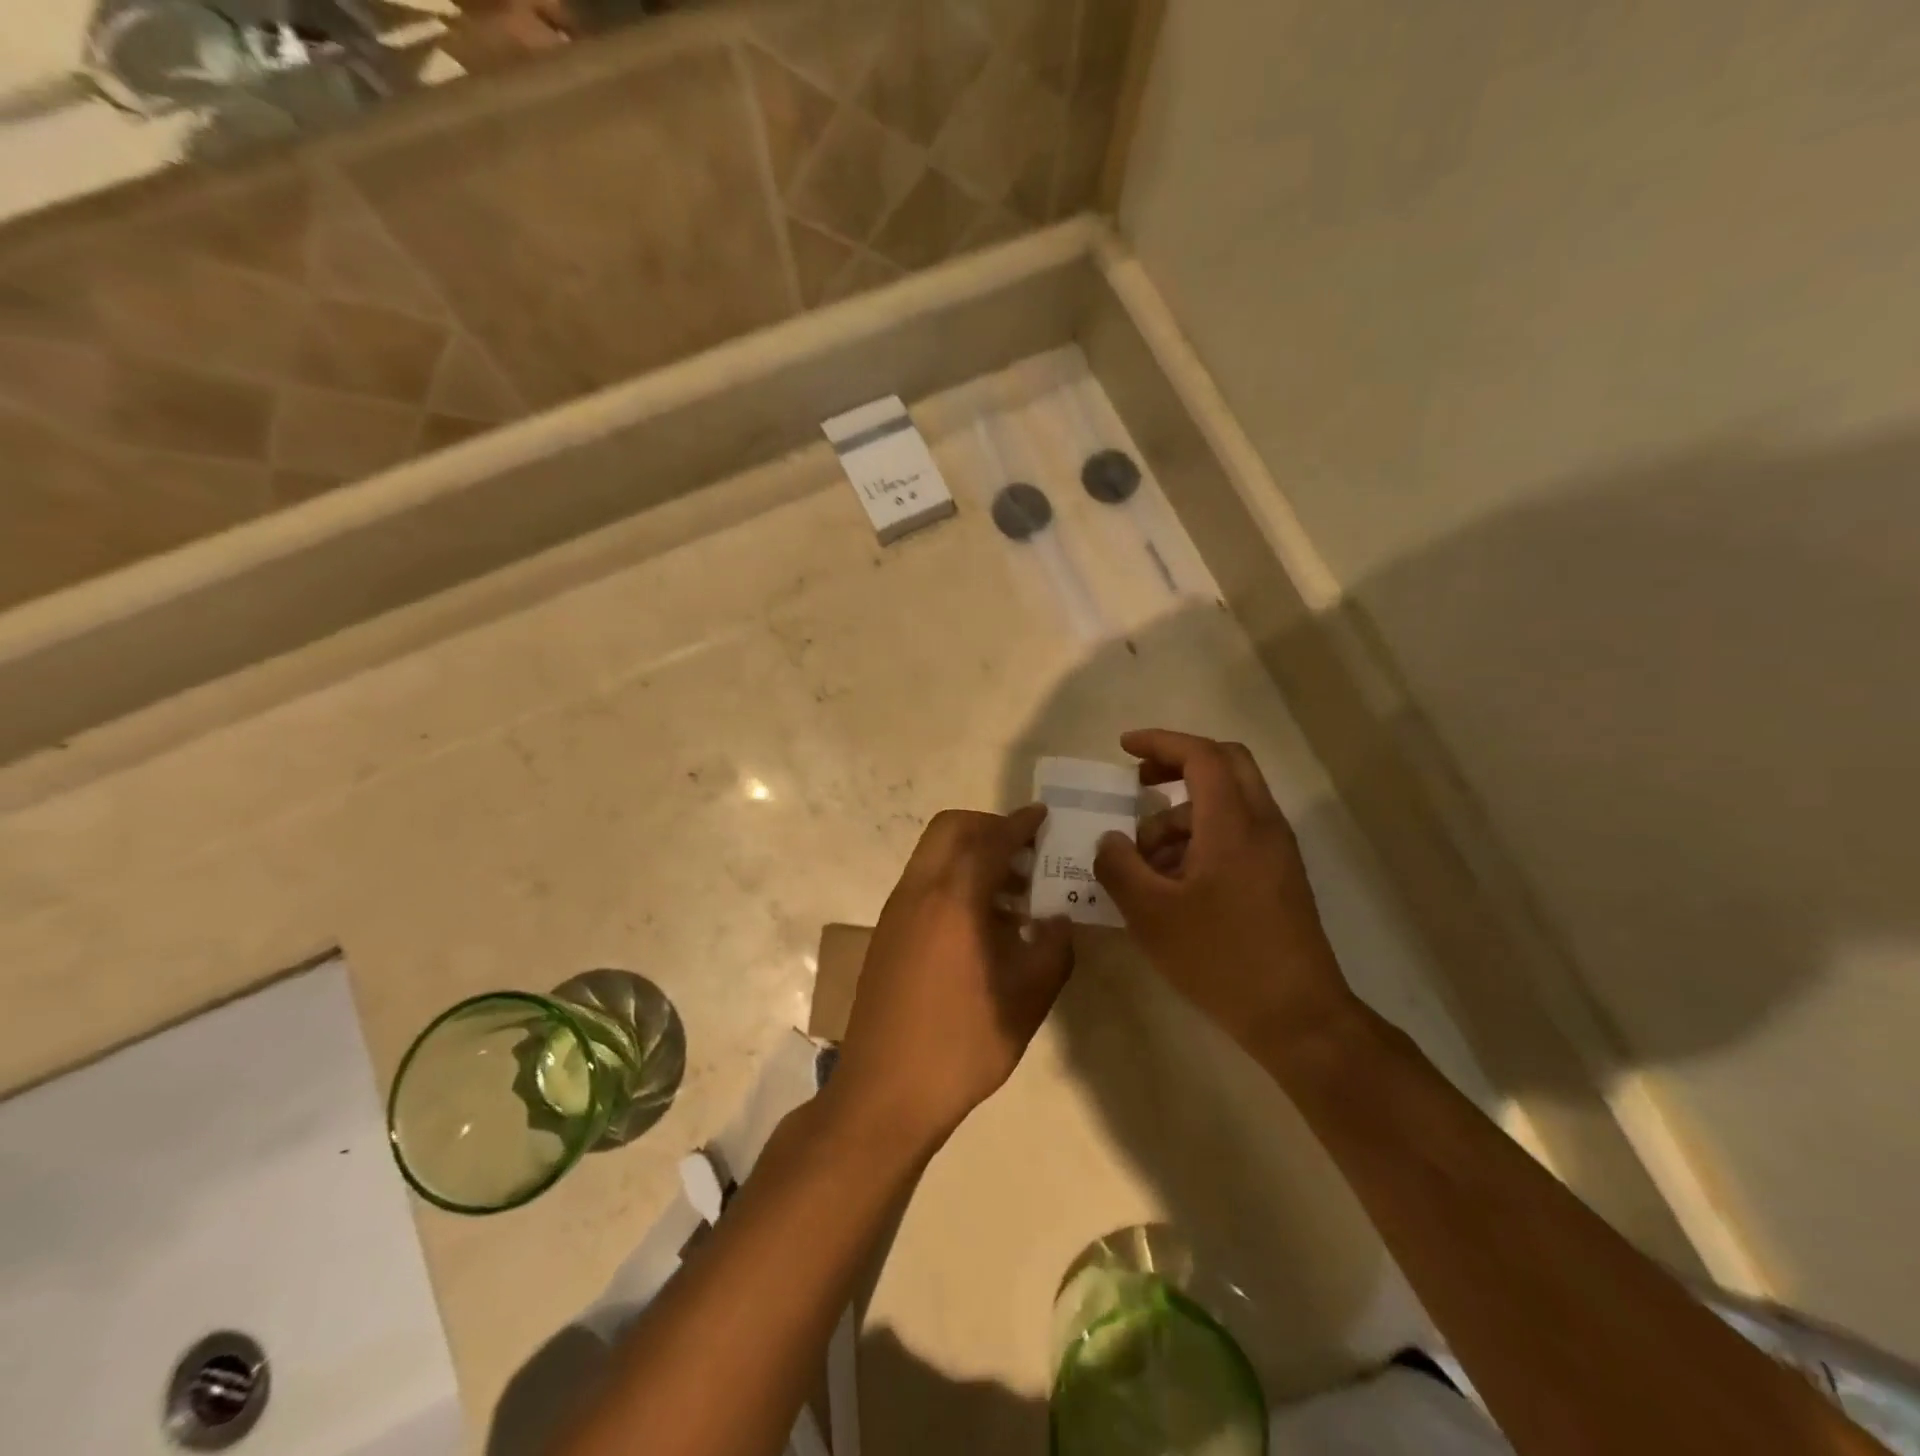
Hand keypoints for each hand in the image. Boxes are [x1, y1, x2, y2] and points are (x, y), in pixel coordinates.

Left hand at [831, 806, 1074, 1151]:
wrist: (883, 1093)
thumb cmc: (960, 1045)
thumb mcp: (1025, 1001)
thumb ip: (1052, 950)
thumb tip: (1059, 918)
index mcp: (953, 900)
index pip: (990, 840)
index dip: (1020, 824)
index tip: (1044, 816)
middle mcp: (918, 892)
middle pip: (950, 830)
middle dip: (990, 829)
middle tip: (1026, 854)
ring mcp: (896, 912)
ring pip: (934, 856)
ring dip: (972, 857)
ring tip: (1015, 896)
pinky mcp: (887, 934)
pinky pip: (924, 884)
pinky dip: (954, 882)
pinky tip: (983, 927)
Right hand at [1093, 729, 1354, 1052]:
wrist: (1298, 1017)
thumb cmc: (1220, 959)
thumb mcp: (1151, 914)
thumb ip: (1119, 867)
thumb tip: (1109, 840)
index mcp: (1233, 824)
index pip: (1201, 755)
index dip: (1160, 743)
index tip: (1124, 748)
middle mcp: (1262, 825)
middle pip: (1225, 764)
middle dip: (1177, 764)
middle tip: (1138, 784)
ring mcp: (1276, 851)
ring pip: (1227, 803)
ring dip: (1181, 815)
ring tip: (1143, 862)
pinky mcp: (1279, 876)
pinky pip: (1236, 834)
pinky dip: (1200, 839)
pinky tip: (1171, 883)